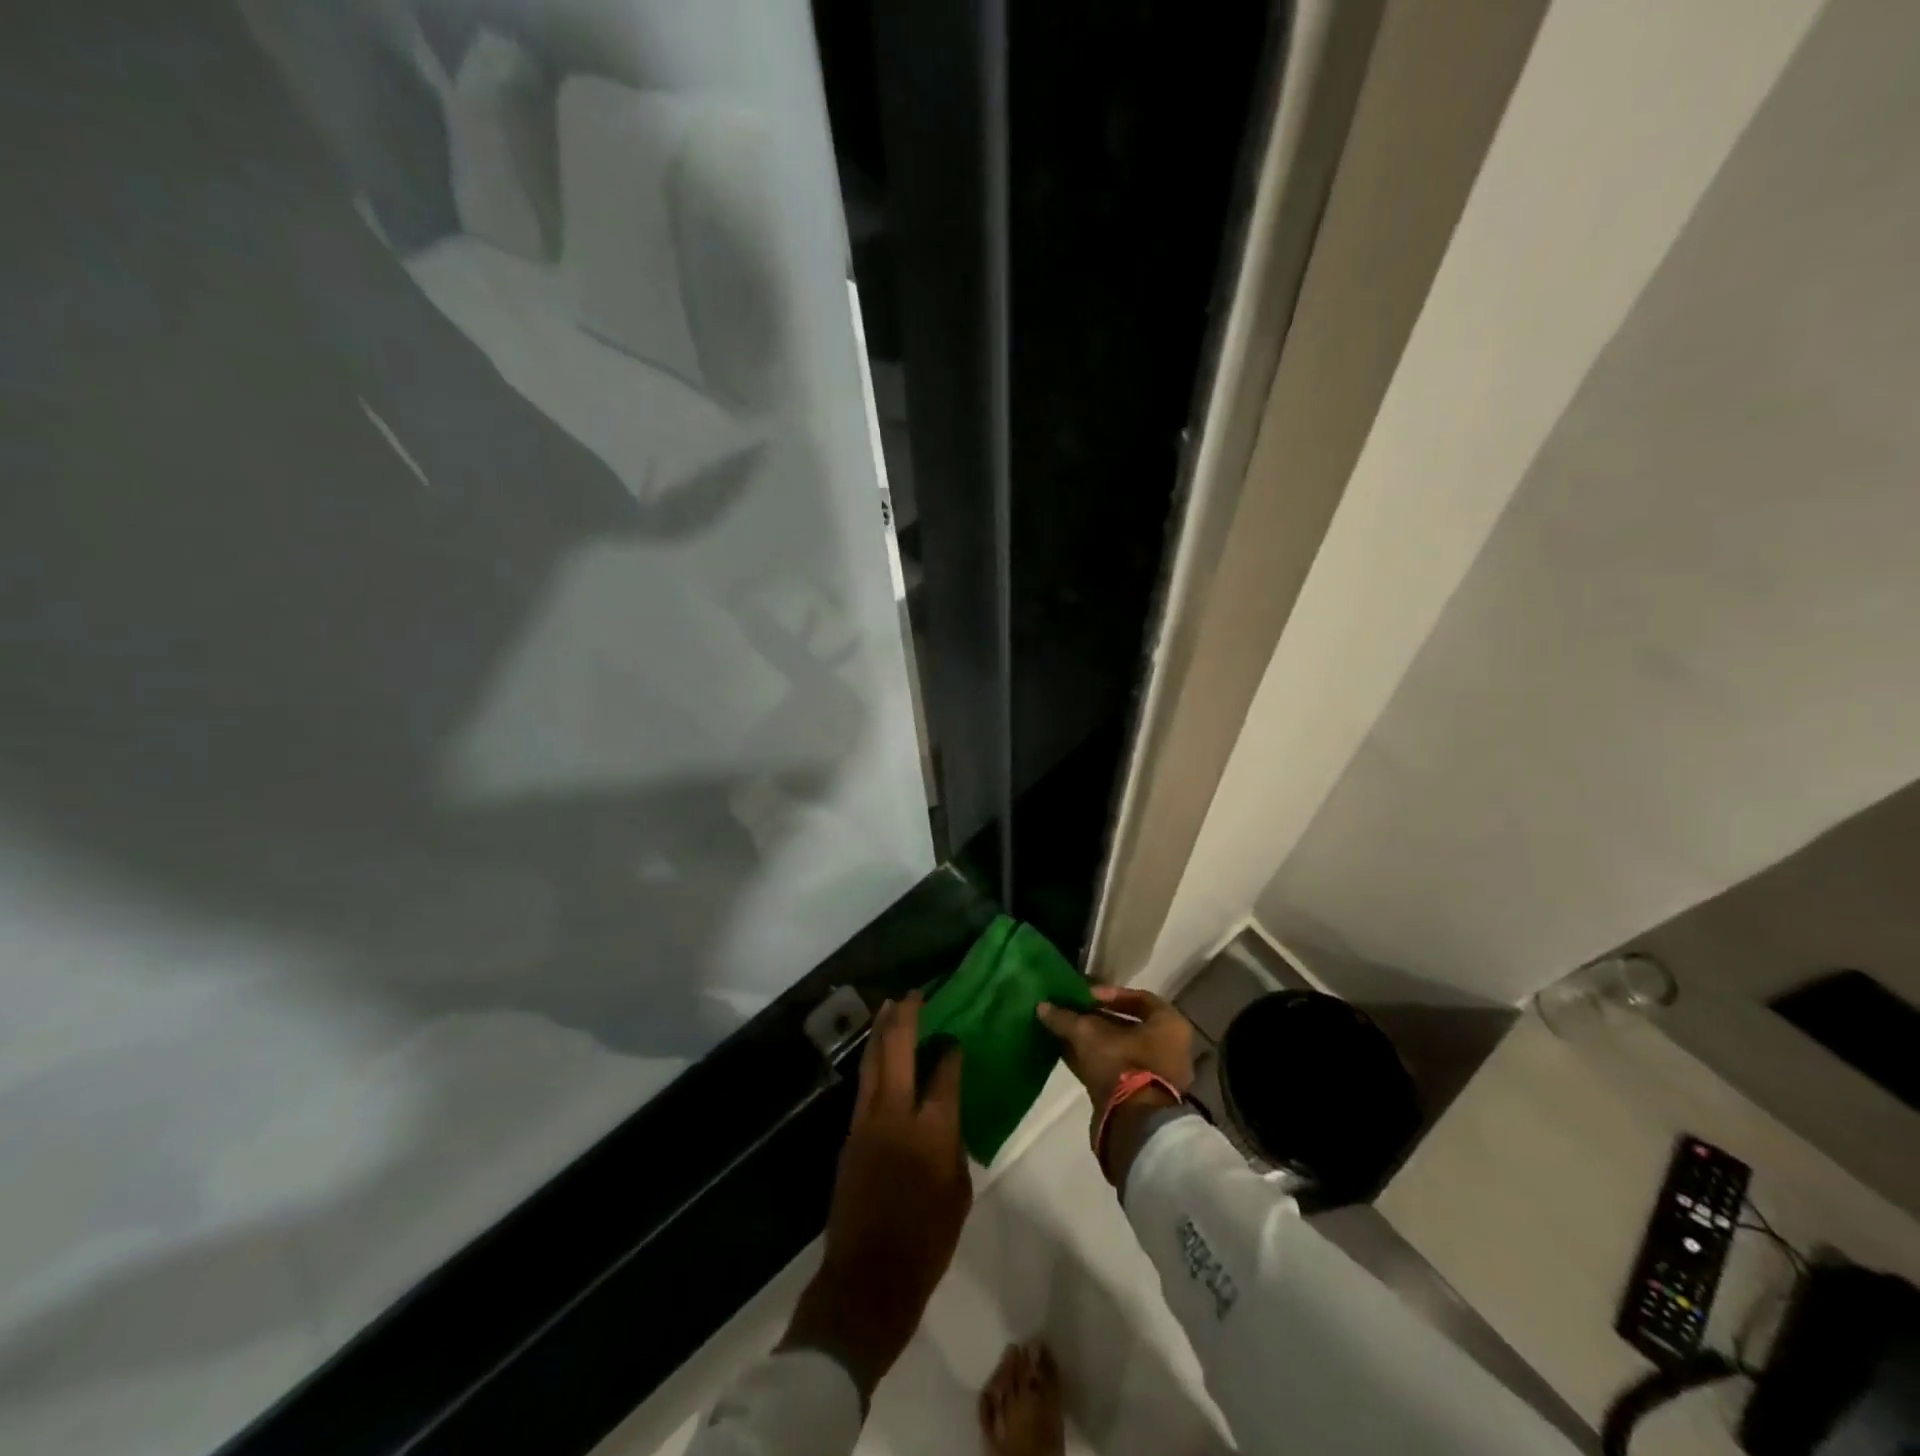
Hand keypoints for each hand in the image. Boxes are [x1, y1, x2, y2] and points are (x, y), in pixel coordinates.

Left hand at [781, 993, 970, 1399]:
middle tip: (914, 994)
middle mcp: (896, 1114)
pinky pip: (863, 1085)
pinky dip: (872, 1060)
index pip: (943, 1073)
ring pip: (873, 1061)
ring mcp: (866, 1122)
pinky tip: (879, 1053)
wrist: (867, 1279)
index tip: (955, 1036)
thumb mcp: (958, 1193)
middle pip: (898, 1049)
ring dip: (882, 1030)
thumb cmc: (926, 1242)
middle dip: (906, 1016)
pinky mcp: (849, 1135)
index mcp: (932, 1130)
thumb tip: (945, 1119)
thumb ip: (953, 1145)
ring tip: (890, 1006)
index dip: (950, 1051)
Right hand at [1036, 987, 1194, 1183]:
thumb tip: (1042, 1006)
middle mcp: (1169, 1048)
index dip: (1109, 994)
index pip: (1139, 998)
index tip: (1085, 996)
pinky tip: (1066, 1052)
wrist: (1134, 1126)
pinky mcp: (1140, 1098)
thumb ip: (1065, 1018)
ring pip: (1119, 1049)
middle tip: (1071, 1012)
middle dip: (1096, 1019)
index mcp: (1169, 1025)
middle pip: (1128, 1026)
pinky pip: (1115, 1070)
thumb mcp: (1088, 1034)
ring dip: (1092, 1041)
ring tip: (1063, 1031)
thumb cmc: (1122, 1064)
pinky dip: (1093, 1060)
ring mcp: (1156, 1075)